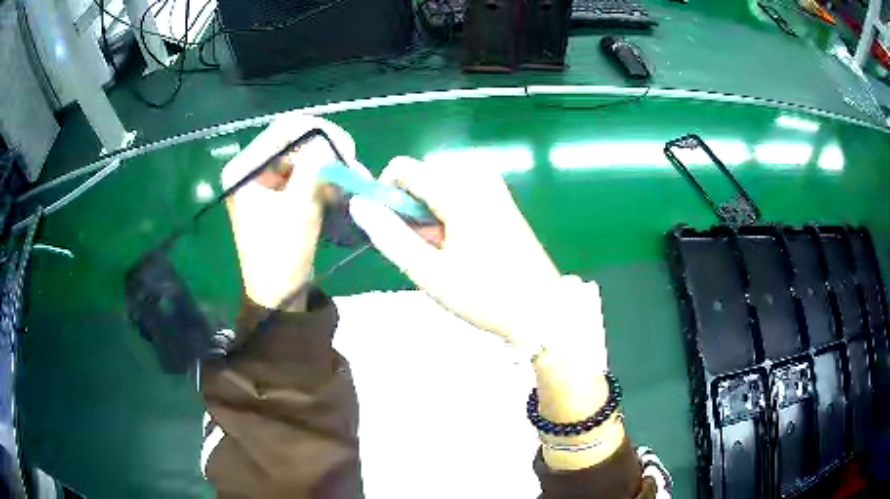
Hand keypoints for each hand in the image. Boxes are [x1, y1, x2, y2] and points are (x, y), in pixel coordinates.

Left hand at [221, 114, 358, 310]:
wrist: (278, 294)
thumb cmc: (282, 252)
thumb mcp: (300, 205)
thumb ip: (316, 165)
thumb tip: (332, 141)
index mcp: (245, 169)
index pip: (283, 130)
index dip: (318, 131)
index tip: (347, 147)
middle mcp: (251, 169)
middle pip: (294, 143)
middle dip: (326, 152)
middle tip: (352, 164)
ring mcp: (264, 183)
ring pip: (303, 159)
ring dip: (328, 167)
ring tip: (352, 181)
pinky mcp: (277, 196)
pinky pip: (304, 176)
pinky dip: (323, 180)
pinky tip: (340, 191)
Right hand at [348, 157, 605, 367]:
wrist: (542, 311)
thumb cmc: (484, 295)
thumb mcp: (429, 273)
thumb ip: (390, 236)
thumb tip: (359, 205)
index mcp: (460, 194)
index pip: (407, 168)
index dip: (385, 190)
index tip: (387, 223)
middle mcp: (480, 182)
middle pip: (429, 169)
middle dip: (412, 198)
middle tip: (418, 239)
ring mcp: (497, 191)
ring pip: (449, 177)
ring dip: (432, 200)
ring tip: (437, 239)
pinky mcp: (507, 204)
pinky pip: (469, 186)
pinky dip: (452, 203)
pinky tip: (458, 236)